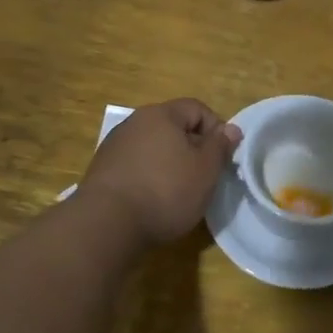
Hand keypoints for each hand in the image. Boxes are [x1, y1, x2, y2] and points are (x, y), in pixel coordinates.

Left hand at [78, 99, 242, 244]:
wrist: (106, 224)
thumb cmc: (166, 191)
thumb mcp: (206, 170)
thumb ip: (220, 146)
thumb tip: (231, 129)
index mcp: (161, 114)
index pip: (197, 108)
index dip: (216, 129)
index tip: (221, 158)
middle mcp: (135, 122)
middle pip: (173, 126)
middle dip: (192, 148)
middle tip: (203, 176)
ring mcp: (115, 145)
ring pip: (153, 146)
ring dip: (169, 162)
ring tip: (177, 191)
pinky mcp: (102, 169)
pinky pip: (136, 164)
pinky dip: (148, 176)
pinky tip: (152, 200)